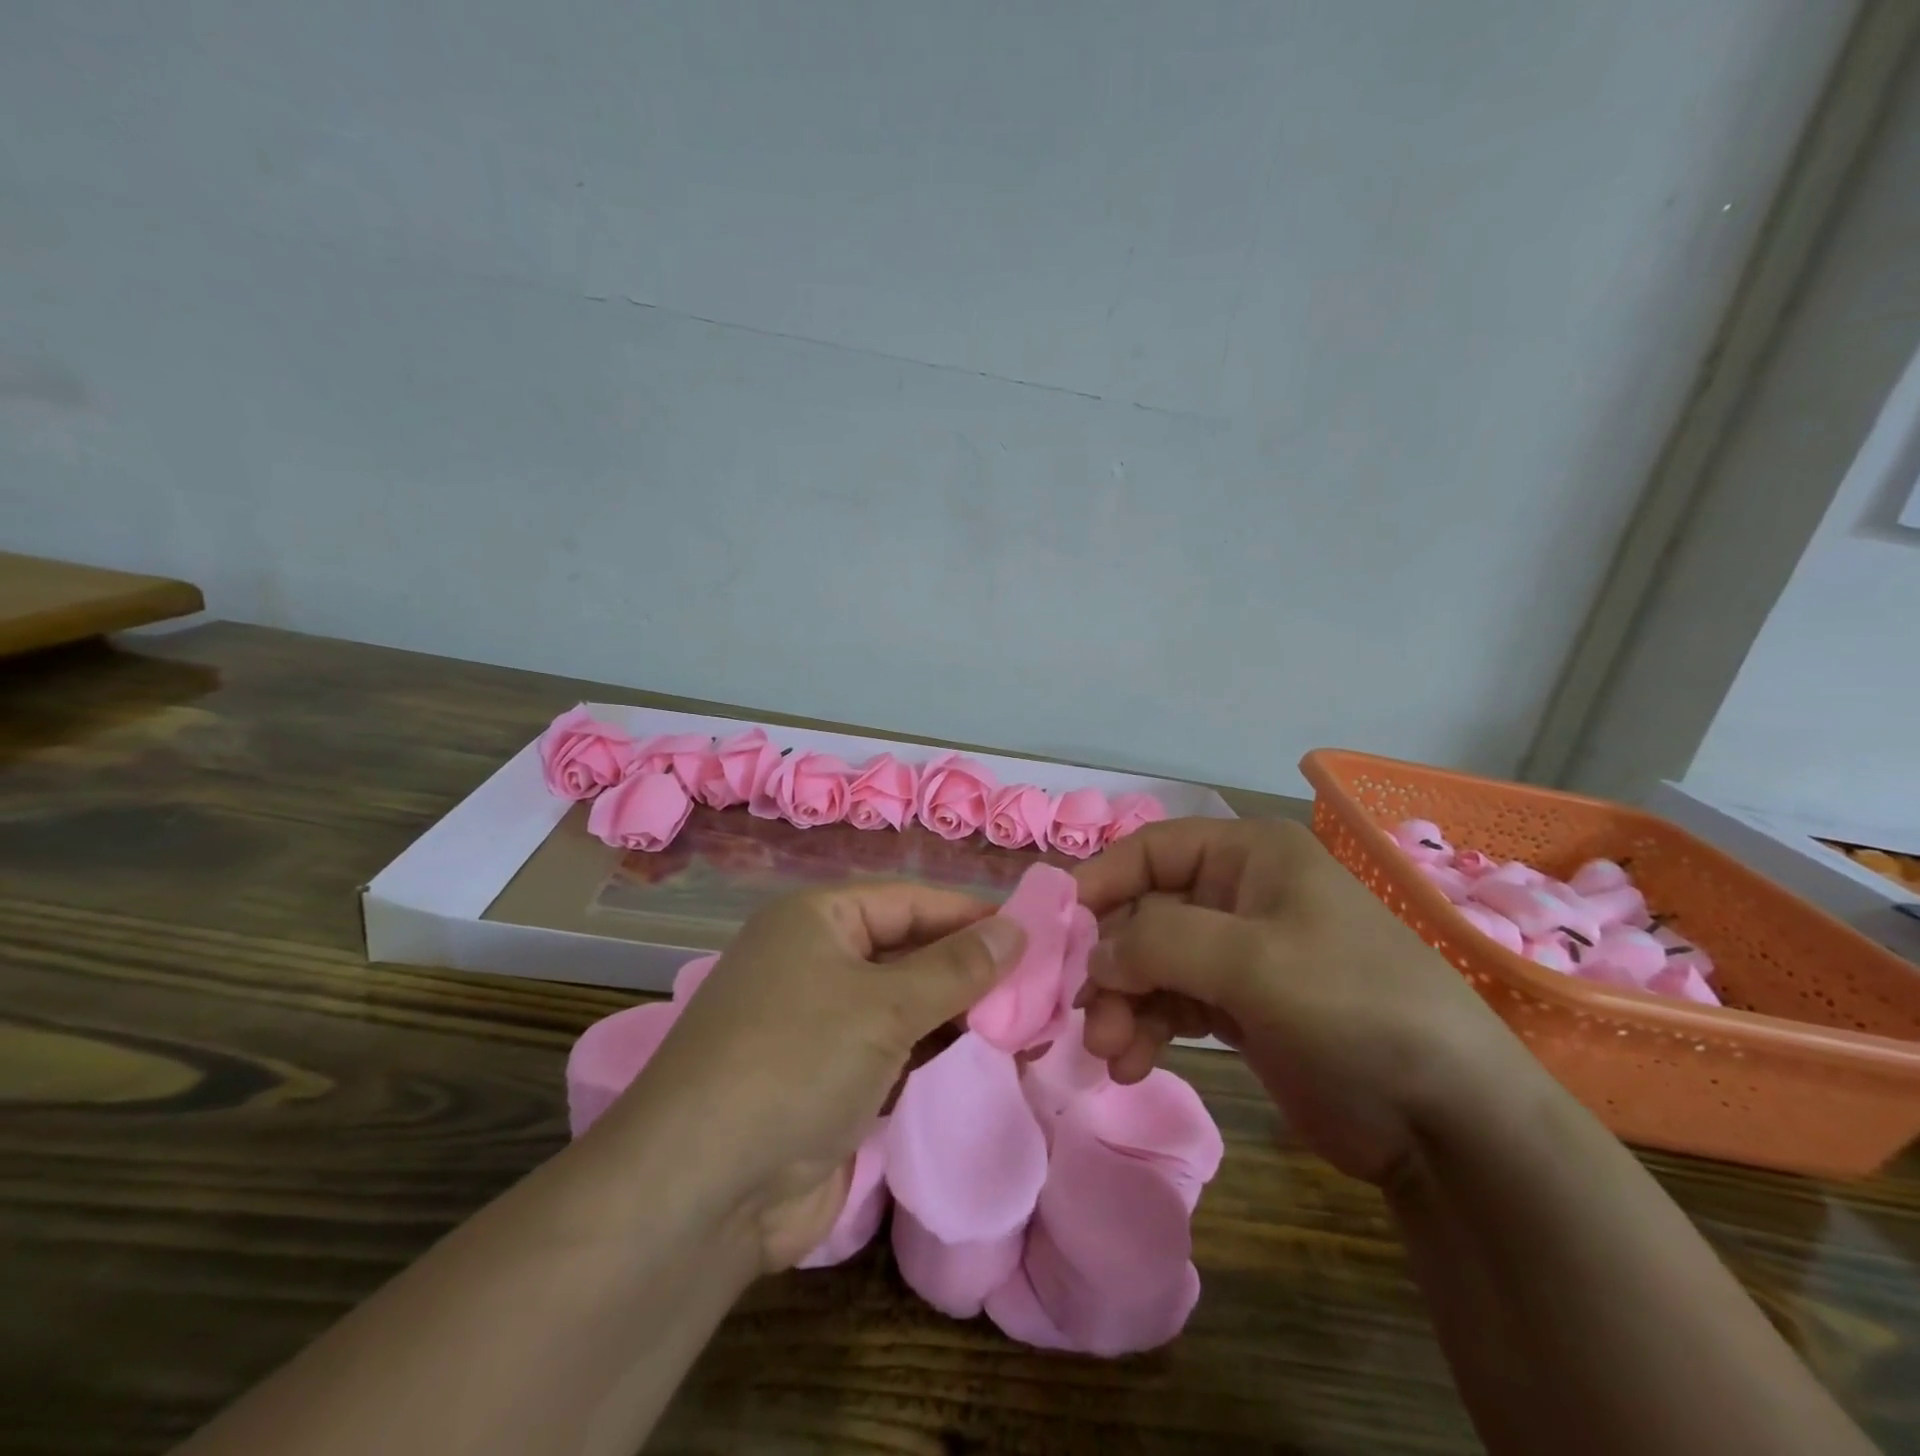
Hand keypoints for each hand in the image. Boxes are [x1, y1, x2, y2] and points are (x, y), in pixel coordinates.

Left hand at [599, 884, 1024, 1269]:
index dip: (970, 914)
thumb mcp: (884, 1004)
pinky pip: (893, 1051)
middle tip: (1041, 984)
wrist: (703, 1191)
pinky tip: (981, 1059)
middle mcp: (815, 961)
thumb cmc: (796, 1061)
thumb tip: (1016, 928)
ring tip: (1027, 1022)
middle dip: (970, 967)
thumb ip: (957, 968)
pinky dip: (933, 1053)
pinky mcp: (827, 1081)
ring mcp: (819, 1024)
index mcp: (817, 920)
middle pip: (909, 950)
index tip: (1034, 932)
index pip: (910, 901)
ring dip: (957, 1013)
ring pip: (904, 1004)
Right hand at [1074, 818, 1536, 1187]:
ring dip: (1122, 1004)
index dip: (1100, 882)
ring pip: (1151, 964)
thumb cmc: (1353, 1005)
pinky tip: (1132, 1063)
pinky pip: (1171, 1004)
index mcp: (1249, 855)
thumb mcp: (1255, 960)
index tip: (1056, 928)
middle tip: (1085, 1015)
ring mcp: (1238, 953)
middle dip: (1111, 964)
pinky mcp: (1238, 1008)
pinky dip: (1145, 1028)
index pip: (1150, 850)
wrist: (1447, 1118)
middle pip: (1144, 913)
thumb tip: (1095, 956)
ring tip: (1110, 1052)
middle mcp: (1238, 894)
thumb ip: (1161, 942)